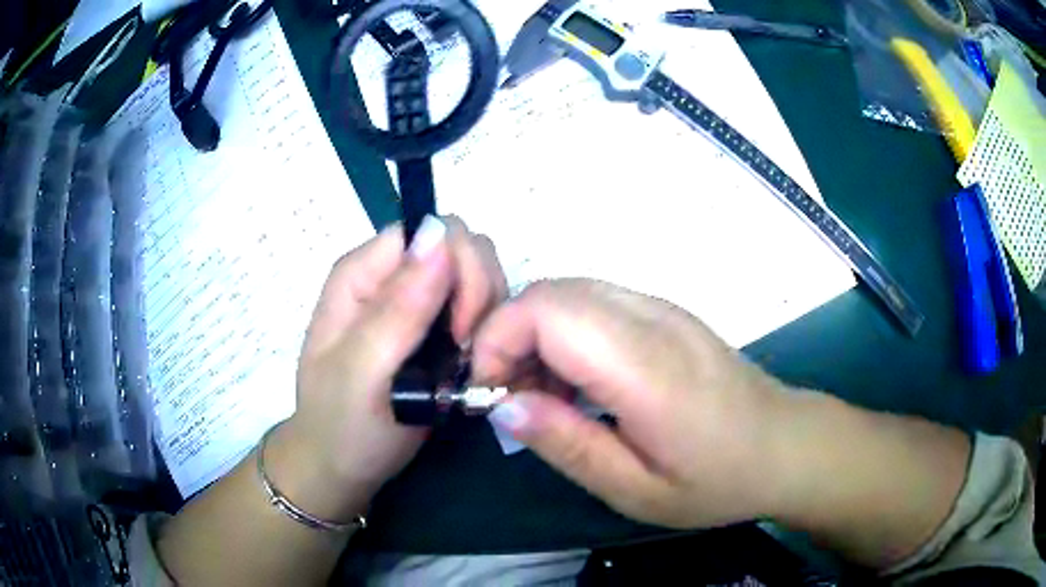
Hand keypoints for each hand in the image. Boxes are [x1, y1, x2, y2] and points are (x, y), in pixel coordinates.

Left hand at [271, 216, 506, 520]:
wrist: (343, 465)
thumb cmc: (342, 424)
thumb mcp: (362, 372)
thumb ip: (398, 308)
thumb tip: (440, 237)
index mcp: (363, 273)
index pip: (431, 231)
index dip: (458, 269)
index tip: (459, 330)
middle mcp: (392, 277)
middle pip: (463, 248)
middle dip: (479, 294)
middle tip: (464, 351)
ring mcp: (416, 303)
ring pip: (480, 277)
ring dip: (487, 318)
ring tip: (466, 365)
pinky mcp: (436, 329)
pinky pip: (482, 310)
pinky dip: (489, 334)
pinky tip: (473, 368)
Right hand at [472, 279, 789, 529]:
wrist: (784, 444)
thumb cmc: (717, 479)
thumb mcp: (635, 489)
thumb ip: (567, 444)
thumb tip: (503, 406)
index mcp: (647, 369)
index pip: (548, 311)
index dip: (498, 340)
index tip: (489, 393)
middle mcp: (653, 320)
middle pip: (551, 291)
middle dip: (509, 336)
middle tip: (512, 398)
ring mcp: (663, 308)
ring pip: (570, 291)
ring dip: (536, 334)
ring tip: (544, 395)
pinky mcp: (666, 312)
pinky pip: (596, 301)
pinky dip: (565, 332)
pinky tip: (579, 381)